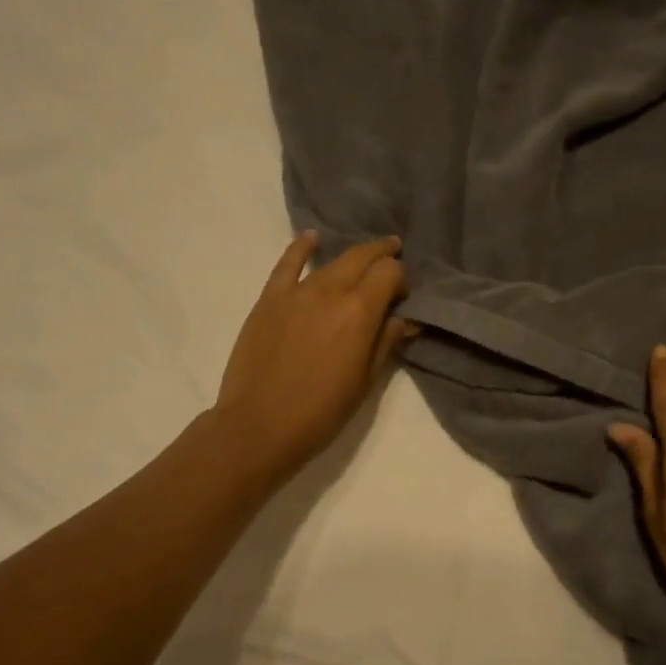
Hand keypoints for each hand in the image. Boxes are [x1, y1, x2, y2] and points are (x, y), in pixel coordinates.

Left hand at [213, 231, 415, 480]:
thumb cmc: (322, 411)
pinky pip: (287, 263)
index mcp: (360, 312)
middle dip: (382, 255)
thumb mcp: (365, 381)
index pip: (389, 273)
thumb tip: (405, 319)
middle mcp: (330, 291)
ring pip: (331, 261)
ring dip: (352, 257)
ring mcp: (296, 292)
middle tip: (393, 257)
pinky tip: (312, 238)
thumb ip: (386, 342)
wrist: (260, 425)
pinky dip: (302, 247)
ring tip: (364, 257)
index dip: (401, 278)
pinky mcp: (269, 299)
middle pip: (362, 258)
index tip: (402, 296)